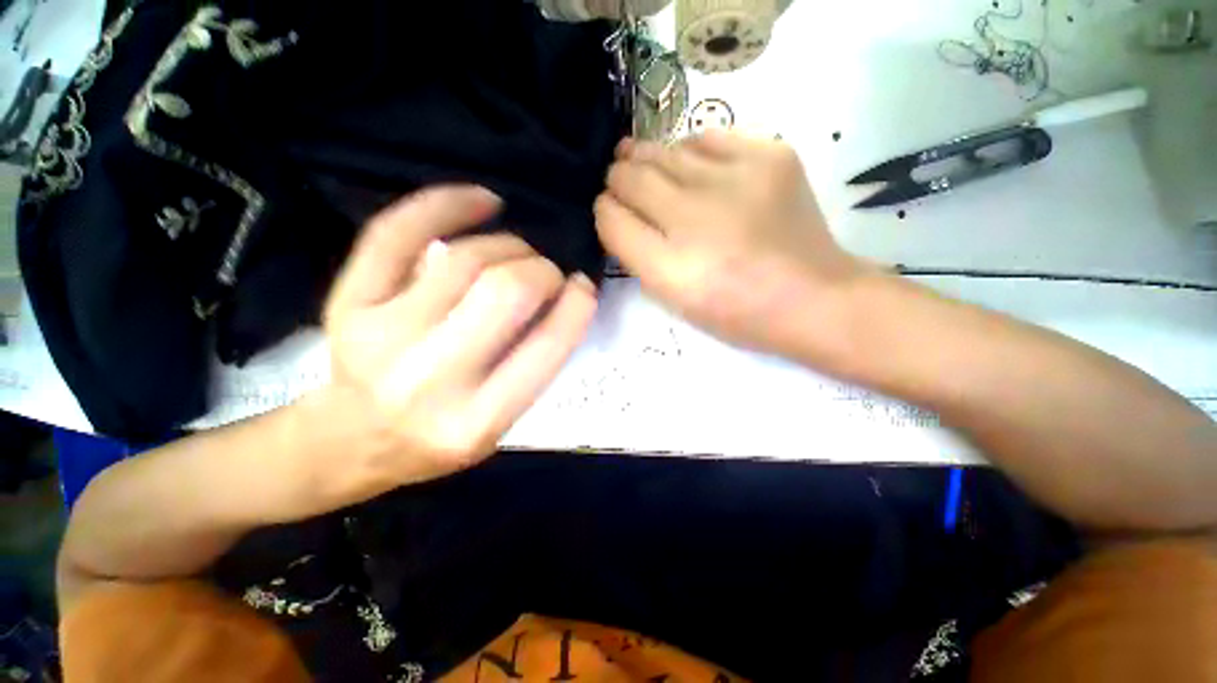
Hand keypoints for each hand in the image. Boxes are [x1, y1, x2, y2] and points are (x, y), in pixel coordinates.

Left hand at [321, 186, 597, 490]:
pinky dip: (446, 203)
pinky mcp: (348, 302)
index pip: (545, 347)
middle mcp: (428, 378)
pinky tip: (484, 201)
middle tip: (547, 273)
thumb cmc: (438, 438)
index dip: (575, 306)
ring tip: (518, 253)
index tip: (583, 285)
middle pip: (505, 291)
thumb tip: (563, 296)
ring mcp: (381, 334)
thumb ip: (534, 366)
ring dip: (509, 245)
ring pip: (466, 258)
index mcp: (476, 421)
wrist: (351, 440)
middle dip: (542, 271)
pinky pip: (399, 232)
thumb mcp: (500, 425)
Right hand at [595, 131, 866, 356]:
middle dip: (618, 177)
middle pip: (631, 176)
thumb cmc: (734, 310)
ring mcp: (735, 180)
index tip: (609, 208)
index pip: (612, 218)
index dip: (604, 209)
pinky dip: (690, 151)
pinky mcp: (770, 156)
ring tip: (641, 161)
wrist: (811, 297)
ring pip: (664, 151)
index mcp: (670, 268)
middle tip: (619, 179)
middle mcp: (696, 218)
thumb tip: (616, 210)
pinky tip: (691, 166)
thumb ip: (636, 254)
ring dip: (647, 159)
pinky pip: (708, 138)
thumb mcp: (673, 298)